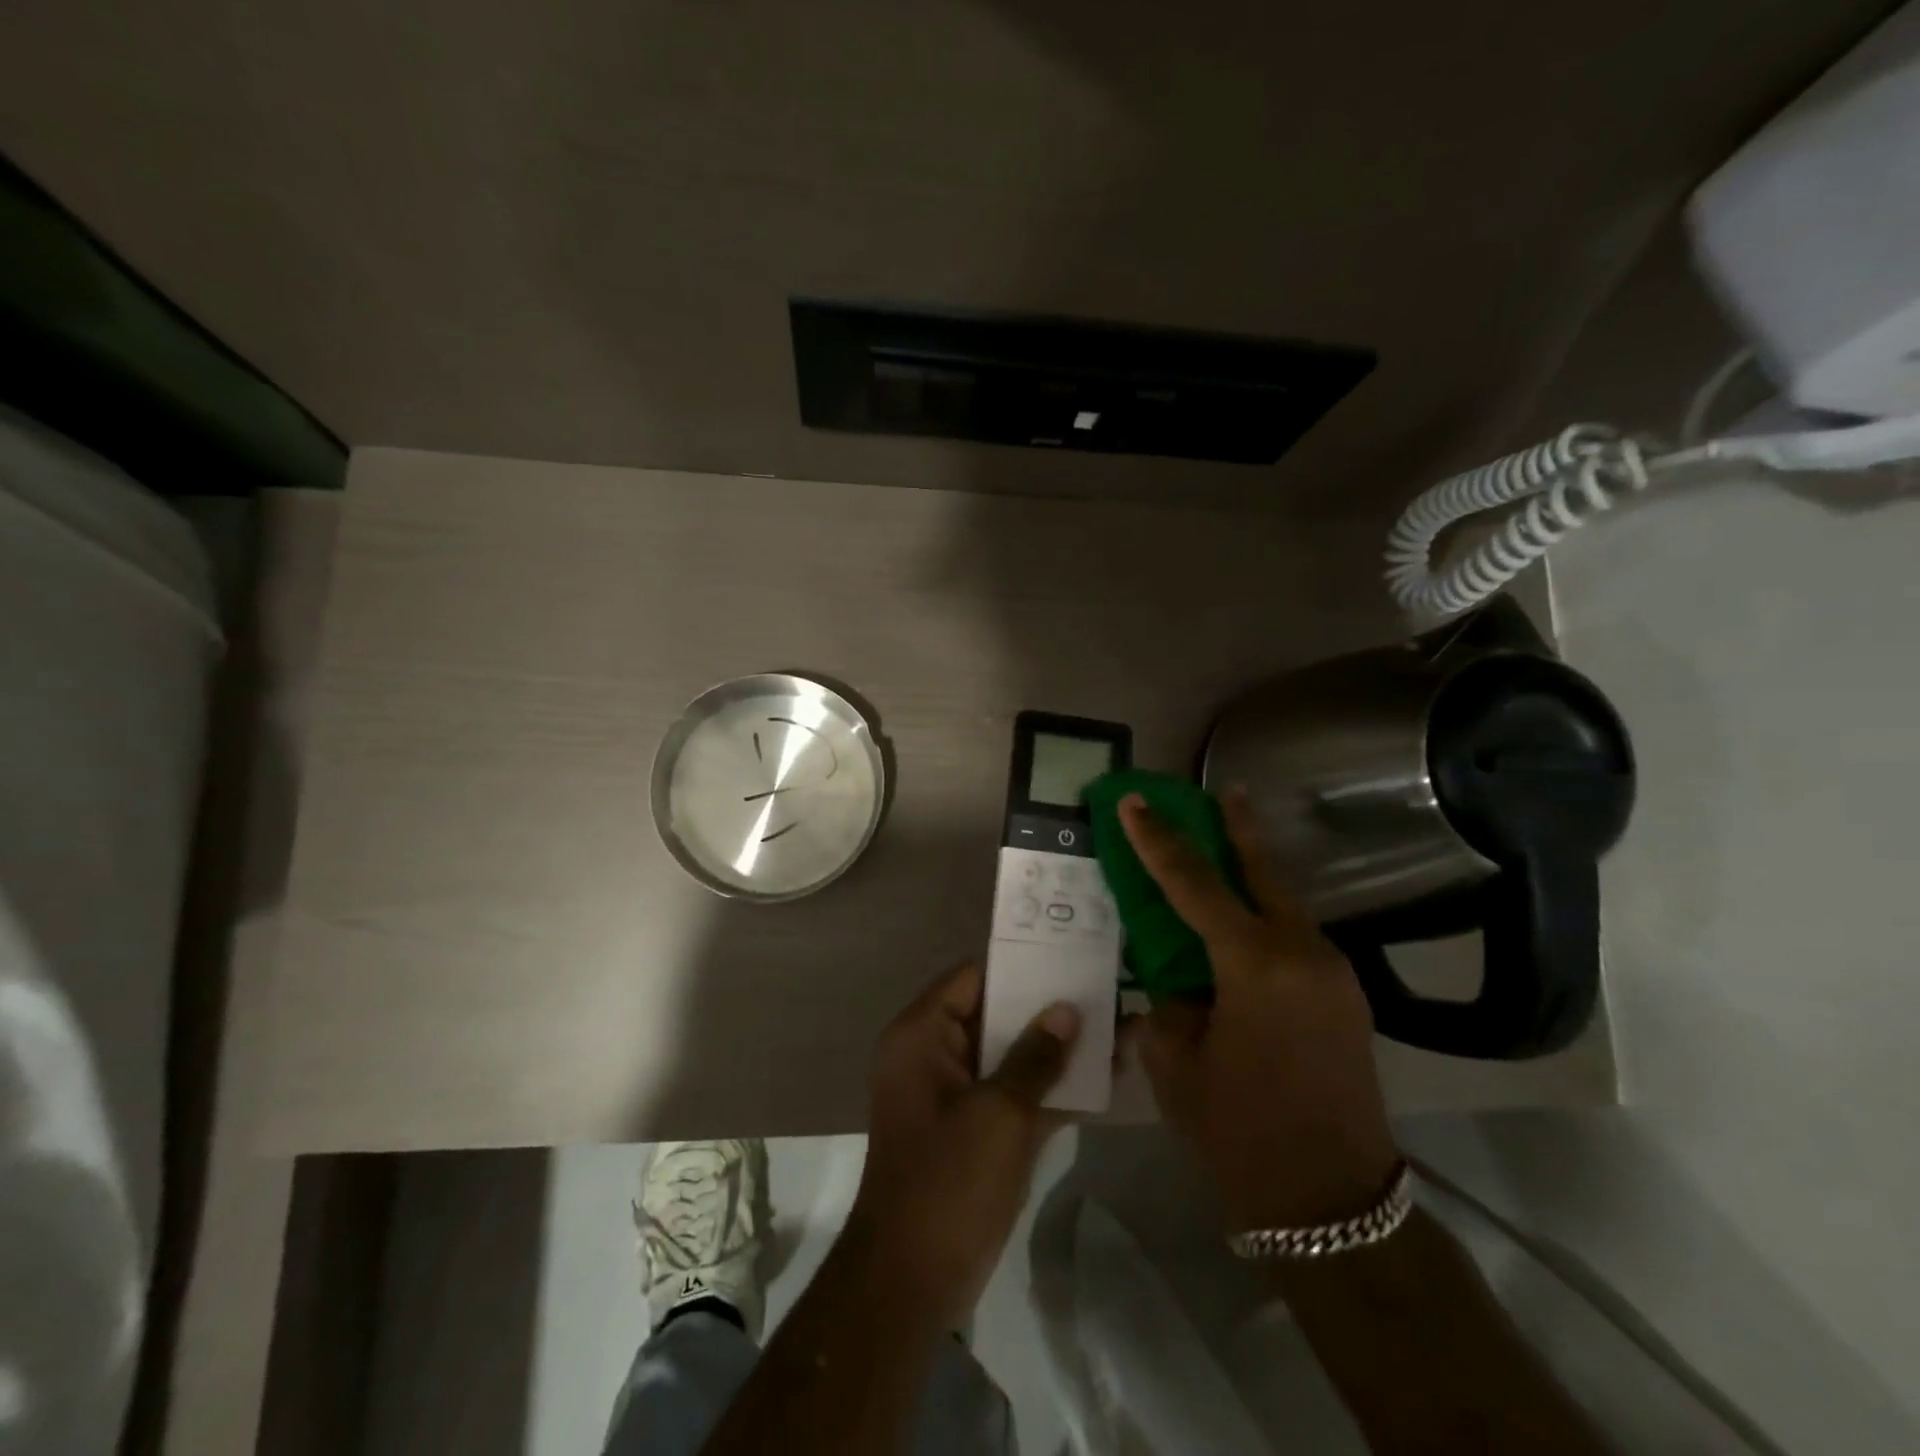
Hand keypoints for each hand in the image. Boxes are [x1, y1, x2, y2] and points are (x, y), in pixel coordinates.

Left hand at [848, 963, 1078, 1327]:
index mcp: (923, 1035)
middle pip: (996, 1014)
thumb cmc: (948, 1181)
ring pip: (1011, 1056)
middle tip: (1105, 991)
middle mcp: (935, 1054)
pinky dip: (1052, 1088)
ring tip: (1117, 1027)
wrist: (912, 1281)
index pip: (973, 978)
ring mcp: (957, 1094)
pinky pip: (1016, 1094)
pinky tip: (1106, 1079)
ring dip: (1057, 1049)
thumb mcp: (998, 1113)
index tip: (1070, 957)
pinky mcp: (976, 1130)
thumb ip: (1036, 1057)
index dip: (1020, 966)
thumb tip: (1067, 1010)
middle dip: (1048, 1008)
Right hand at [1121, 790, 1398, 1230]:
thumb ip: (1169, 1000)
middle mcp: (1302, 953)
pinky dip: (1264, 913)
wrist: (1334, 1205)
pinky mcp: (1343, 994)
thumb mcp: (1176, 1062)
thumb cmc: (1240, 1133)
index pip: (1195, 885)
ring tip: (1224, 844)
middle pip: (1262, 871)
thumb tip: (1172, 973)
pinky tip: (1242, 919)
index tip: (1135, 802)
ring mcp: (1332, 972)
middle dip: (1235, 828)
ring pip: (1283, 901)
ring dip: (1251, 872)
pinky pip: (1295, 935)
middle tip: (1216, 791)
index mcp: (1255, 967)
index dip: (1159, 841)